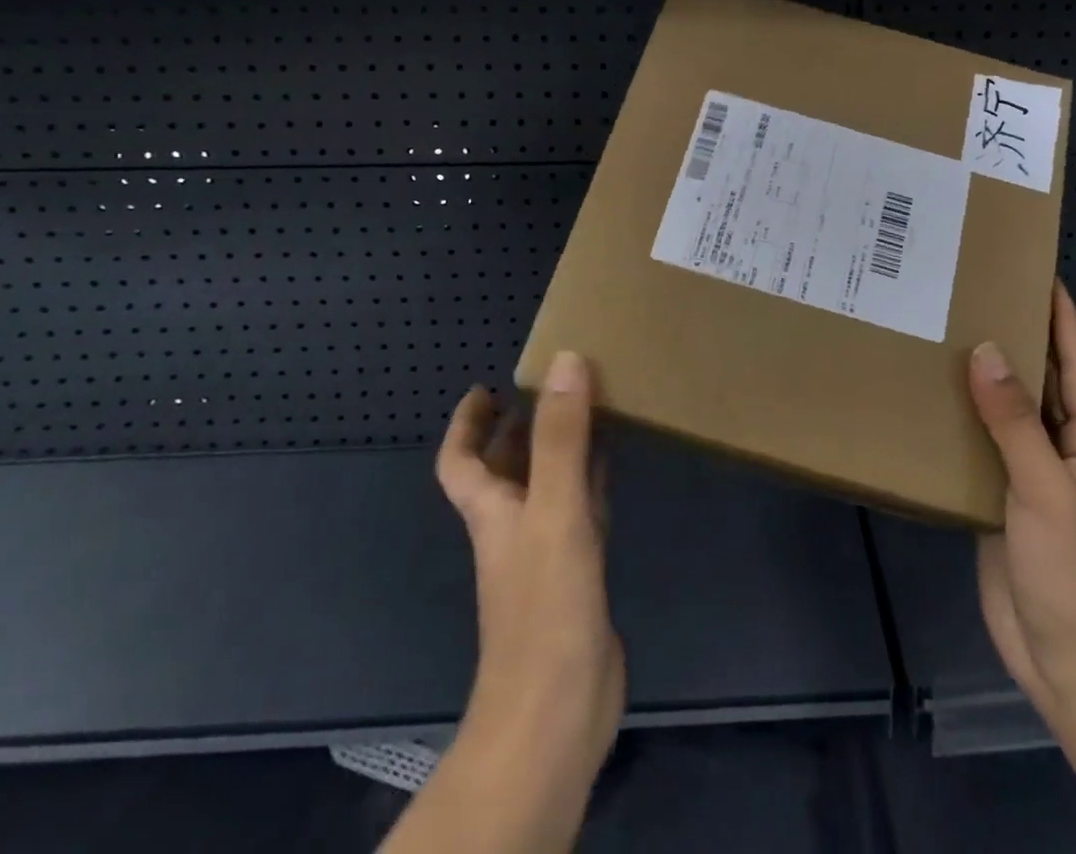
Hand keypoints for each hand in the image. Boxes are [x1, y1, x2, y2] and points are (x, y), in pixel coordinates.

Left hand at [436, 352, 625, 800]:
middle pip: (506, 468)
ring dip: (560, 449)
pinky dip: (593, 482)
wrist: (557, 713)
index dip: (467, 424)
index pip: (460, 462)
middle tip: (554, 384)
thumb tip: (567, 361)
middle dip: (521, 426)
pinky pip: (582, 511)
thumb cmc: (544, 607)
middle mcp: (514, 528)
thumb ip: (561, 438)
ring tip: (590, 408)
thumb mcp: (554, 510)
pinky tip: (615, 467)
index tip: (487, 386)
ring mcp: (547, 554)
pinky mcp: (579, 575)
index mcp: (492, 512)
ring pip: (547, 486)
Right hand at [971, 283, 1075, 733]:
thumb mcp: (1047, 490)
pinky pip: (977, 446)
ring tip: (940, 333)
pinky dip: (957, 420)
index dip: (1060, 316)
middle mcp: (1059, 447)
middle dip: (1013, 337)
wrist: (1068, 663)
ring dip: (979, 377)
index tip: (1035, 271)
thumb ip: (1015, 422)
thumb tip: (986, 351)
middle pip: (1036, 380)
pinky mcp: (996, 498)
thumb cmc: (1074, 572)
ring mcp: (1026, 474)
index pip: (1075, 362)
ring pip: (1002, 412)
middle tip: (971, 294)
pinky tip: (924, 398)